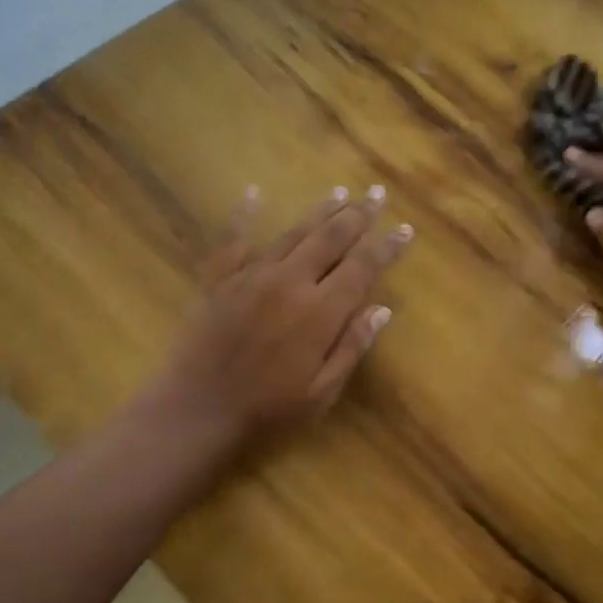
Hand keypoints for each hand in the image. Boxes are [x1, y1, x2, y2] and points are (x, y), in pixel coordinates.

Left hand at [150, 185, 410, 454]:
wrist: (197, 409)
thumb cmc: (267, 409)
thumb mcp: (322, 391)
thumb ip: (352, 347)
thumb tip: (382, 310)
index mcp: (320, 312)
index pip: (362, 268)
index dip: (386, 247)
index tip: (405, 229)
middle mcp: (289, 282)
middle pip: (330, 238)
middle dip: (357, 215)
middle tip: (375, 194)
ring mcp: (251, 276)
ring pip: (292, 233)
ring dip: (318, 211)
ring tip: (338, 193)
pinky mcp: (219, 280)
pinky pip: (233, 239)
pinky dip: (244, 215)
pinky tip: (253, 193)